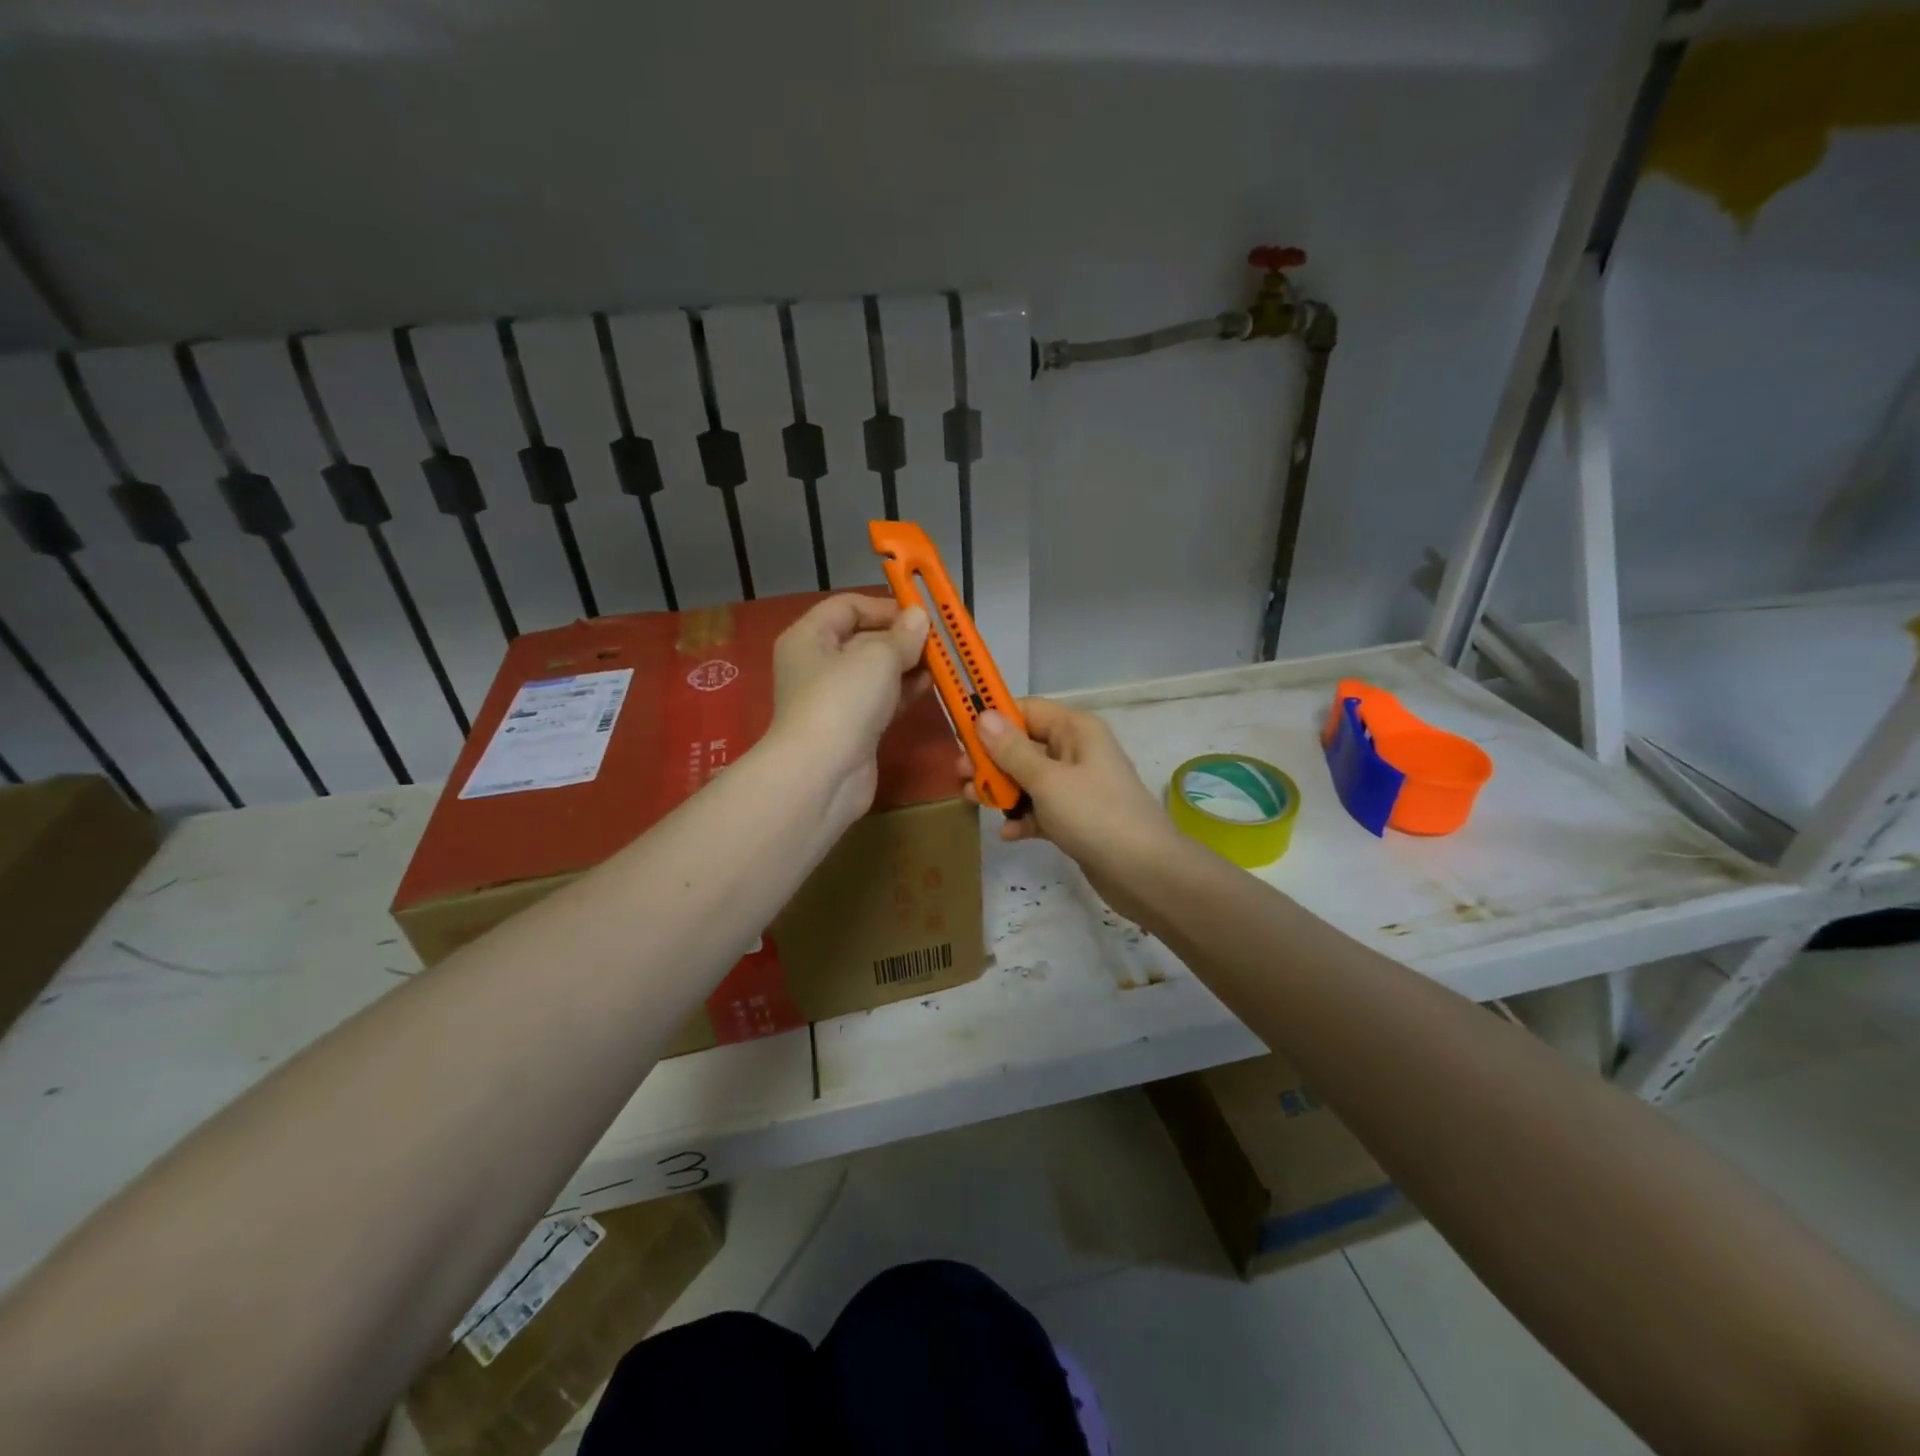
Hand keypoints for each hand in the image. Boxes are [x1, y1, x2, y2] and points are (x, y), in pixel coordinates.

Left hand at [770, 594, 928, 830]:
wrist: (823, 774)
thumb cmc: (843, 700)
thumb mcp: (878, 657)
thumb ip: (903, 636)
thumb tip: (918, 618)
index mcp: (809, 637)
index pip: (847, 607)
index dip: (884, 605)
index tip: (921, 613)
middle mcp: (817, 665)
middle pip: (863, 639)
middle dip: (901, 638)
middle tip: (939, 639)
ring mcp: (834, 699)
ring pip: (875, 672)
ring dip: (907, 665)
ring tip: (943, 661)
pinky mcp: (852, 728)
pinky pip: (881, 700)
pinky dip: (903, 691)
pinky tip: (931, 686)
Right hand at [965, 698, 1179, 920]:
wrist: (1144, 872)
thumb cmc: (1095, 815)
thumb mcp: (1047, 780)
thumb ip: (1011, 750)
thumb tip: (983, 715)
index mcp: (1075, 730)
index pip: (1027, 710)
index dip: (993, 718)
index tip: (960, 733)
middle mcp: (1076, 751)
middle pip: (1023, 745)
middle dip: (991, 759)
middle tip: (960, 774)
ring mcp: (1076, 787)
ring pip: (1028, 779)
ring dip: (1002, 790)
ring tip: (973, 802)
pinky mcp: (1075, 818)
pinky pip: (1041, 810)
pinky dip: (1024, 818)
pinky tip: (1008, 834)